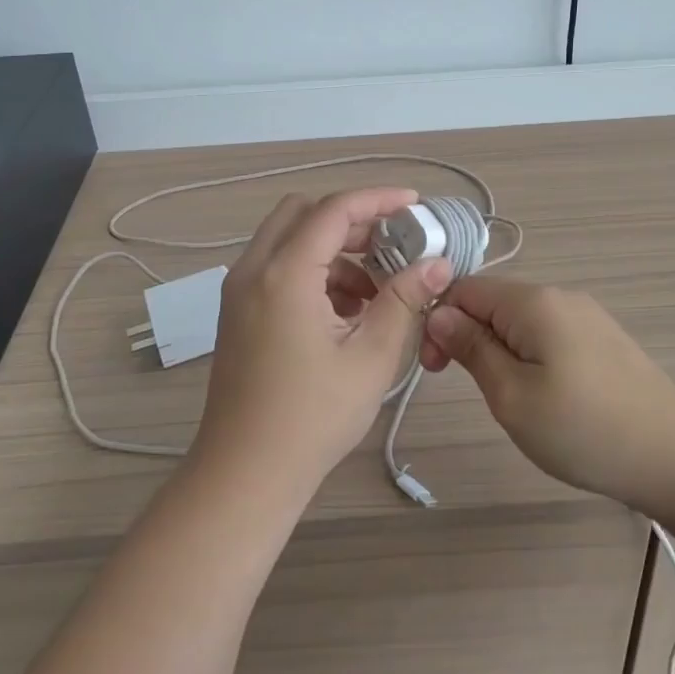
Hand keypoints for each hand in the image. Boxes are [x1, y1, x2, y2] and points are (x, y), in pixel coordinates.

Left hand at [193, 188, 451, 500]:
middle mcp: (253, 269)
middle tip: (392, 245)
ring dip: (332, 249)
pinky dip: (312, 271)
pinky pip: (276, 267)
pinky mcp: (237, 311)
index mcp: (285, 274)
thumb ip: (404, 300)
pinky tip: (344, 312)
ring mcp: (238, 290)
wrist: (245, 473)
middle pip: (303, 213)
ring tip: (374, 291)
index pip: (334, 210)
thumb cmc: (312, 418)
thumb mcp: (370, 357)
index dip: (378, 200)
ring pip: (288, 239)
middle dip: (351, 220)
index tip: (415, 205)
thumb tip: (437, 264)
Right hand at [421, 276, 674, 511]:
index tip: (434, 368)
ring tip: (507, 398)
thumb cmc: (584, 430)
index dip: (439, 321)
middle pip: (493, 302)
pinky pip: (549, 334)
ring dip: (499, 349)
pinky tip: (543, 394)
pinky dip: (529, 356)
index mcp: (533, 301)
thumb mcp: (511, 395)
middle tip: (469, 389)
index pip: (464, 289)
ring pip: (520, 320)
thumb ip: (471, 348)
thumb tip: (438, 314)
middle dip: (469, 336)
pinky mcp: (604, 339)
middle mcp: (561, 296)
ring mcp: (587, 316)